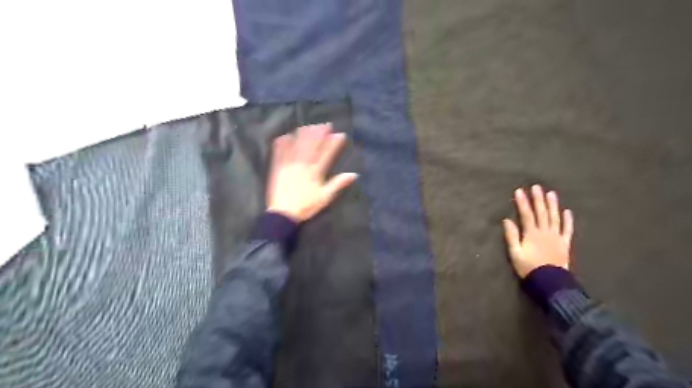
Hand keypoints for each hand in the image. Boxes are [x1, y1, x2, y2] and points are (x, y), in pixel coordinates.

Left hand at [266, 123, 359, 222]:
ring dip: (304, 134)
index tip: (340, 134)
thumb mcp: (325, 198)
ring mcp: (289, 164)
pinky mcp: (277, 167)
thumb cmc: (306, 206)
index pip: (326, 154)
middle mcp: (302, 165)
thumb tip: (354, 174)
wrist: (283, 213)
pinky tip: (286, 135)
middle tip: (325, 124)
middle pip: (312, 146)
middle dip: (319, 133)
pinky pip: (279, 152)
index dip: (334, 143)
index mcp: (315, 172)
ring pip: (297, 145)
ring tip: (310, 126)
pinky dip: (283, 143)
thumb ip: (338, 184)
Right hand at [504, 186, 572, 276]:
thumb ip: (512, 236)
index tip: (519, 191)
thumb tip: (507, 220)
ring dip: (552, 205)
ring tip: (551, 193)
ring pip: (555, 217)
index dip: (522, 202)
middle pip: (541, 213)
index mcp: (532, 234)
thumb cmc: (529, 267)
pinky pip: (567, 229)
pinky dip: (567, 220)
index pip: (526, 214)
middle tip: (536, 187)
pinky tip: (567, 211)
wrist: (550, 282)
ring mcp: (557, 237)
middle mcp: (545, 232)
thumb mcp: (515, 253)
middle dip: (538, 199)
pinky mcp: (565, 243)